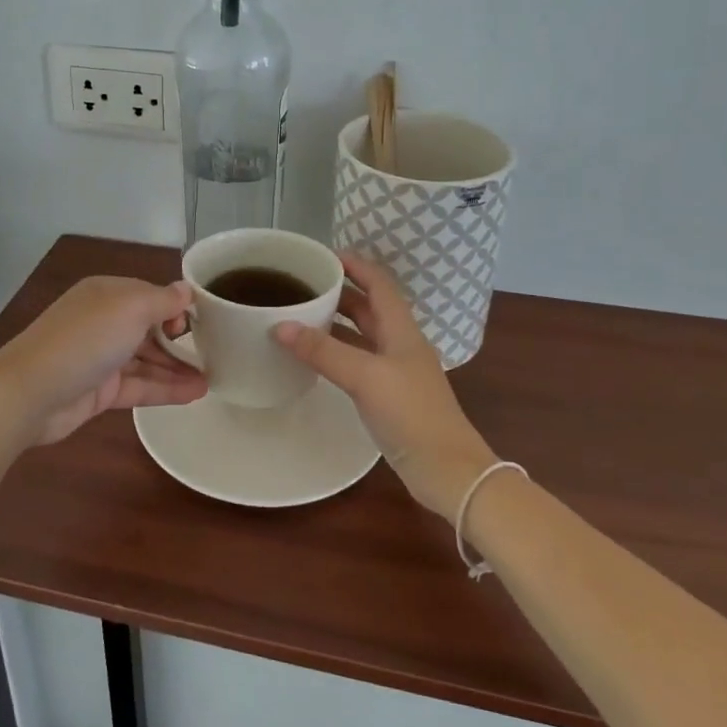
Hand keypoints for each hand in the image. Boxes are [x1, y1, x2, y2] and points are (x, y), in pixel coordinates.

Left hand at [0, 277, 205, 445]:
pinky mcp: (100, 392)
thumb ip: (162, 300)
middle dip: (181, 339)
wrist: (29, 393)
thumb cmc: (84, 339)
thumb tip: (186, 290)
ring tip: (214, 378)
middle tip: (217, 351)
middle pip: (150, 328)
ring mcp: (101, 358)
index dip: (177, 306)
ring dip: (178, 367)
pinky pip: (140, 386)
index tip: (206, 320)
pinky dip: (166, 388)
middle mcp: (104, 322)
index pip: (150, 295)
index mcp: (107, 294)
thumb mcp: (130, 308)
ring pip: (147, 359)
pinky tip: (195, 393)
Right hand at [273, 254, 497, 520]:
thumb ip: (323, 351)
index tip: (322, 255)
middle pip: (369, 307)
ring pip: (363, 334)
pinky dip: (337, 351)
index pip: (379, 283)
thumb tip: (280, 325)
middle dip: (339, 292)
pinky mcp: (389, 396)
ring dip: (337, 322)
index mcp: (401, 330)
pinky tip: (316, 357)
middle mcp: (400, 344)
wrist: (447, 471)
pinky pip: (359, 361)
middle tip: (302, 284)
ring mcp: (396, 371)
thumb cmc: (411, 414)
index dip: (355, 265)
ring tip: (301, 314)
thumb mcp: (364, 377)